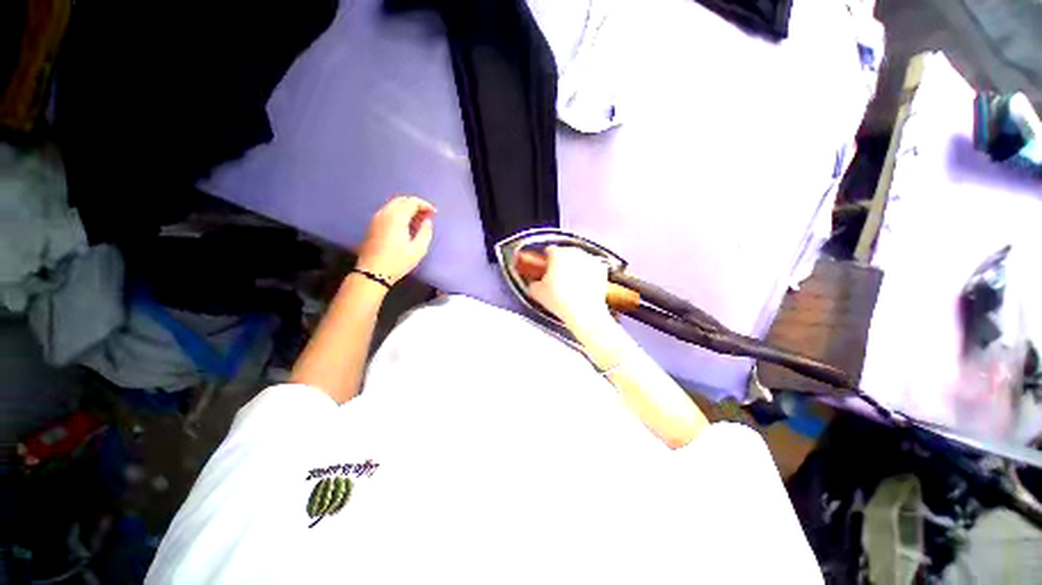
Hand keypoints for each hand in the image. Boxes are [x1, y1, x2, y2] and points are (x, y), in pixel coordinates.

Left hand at [356, 195, 435, 283]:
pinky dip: (399, 212)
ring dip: (407, 208)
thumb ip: (425, 232)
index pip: (412, 202)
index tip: (434, 213)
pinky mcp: (373, 225)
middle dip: (416, 204)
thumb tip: (427, 221)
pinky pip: (388, 211)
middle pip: (401, 200)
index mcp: (396, 218)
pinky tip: (406, 224)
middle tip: (427, 215)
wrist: (373, 272)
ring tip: (418, 219)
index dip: (425, 205)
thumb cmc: (398, 261)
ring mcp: (376, 219)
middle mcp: (385, 213)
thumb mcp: (418, 249)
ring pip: (393, 205)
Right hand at [528, 246, 609, 328]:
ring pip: (579, 259)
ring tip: (571, 282)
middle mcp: (574, 252)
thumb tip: (534, 283)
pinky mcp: (601, 268)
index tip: (545, 268)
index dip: (545, 260)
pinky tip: (584, 284)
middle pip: (565, 253)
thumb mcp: (537, 293)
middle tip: (557, 277)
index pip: (549, 250)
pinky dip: (588, 273)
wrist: (584, 311)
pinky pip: (591, 267)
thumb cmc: (559, 300)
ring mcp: (590, 259)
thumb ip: (532, 283)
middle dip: (561, 262)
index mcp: (557, 254)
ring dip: (574, 266)